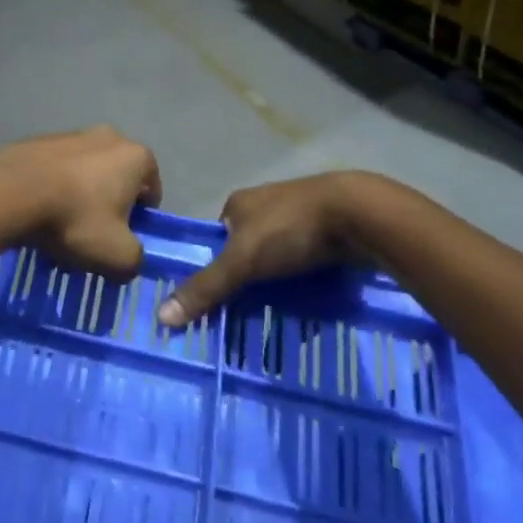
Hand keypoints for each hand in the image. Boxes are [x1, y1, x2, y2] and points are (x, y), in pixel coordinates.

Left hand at [0, 126, 161, 279]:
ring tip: (60, 228)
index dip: (140, 219)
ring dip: (80, 198)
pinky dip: (54, 188)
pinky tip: (39, 212)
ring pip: (86, 174)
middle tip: (92, 236)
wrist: (11, 193)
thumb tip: (129, 257)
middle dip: (108, 207)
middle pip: (117, 179)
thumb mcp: (119, 256)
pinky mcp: (40, 140)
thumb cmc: (75, 219)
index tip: (121, 239)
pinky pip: (57, 170)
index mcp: (135, 156)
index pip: (151, 190)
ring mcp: (71, 134)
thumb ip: (136, 259)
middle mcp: (108, 136)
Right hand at [158, 172, 403, 326]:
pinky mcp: (328, 232)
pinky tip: (308, 308)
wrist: (360, 215)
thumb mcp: (243, 260)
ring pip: (279, 259)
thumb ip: (207, 287)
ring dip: (278, 286)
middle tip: (246, 317)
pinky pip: (307, 264)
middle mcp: (266, 206)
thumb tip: (161, 316)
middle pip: (247, 250)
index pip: (216, 239)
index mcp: (239, 203)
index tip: (216, 302)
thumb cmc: (291, 229)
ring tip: (277, 319)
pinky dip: (305, 284)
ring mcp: (299, 218)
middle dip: (248, 282)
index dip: (214, 268)